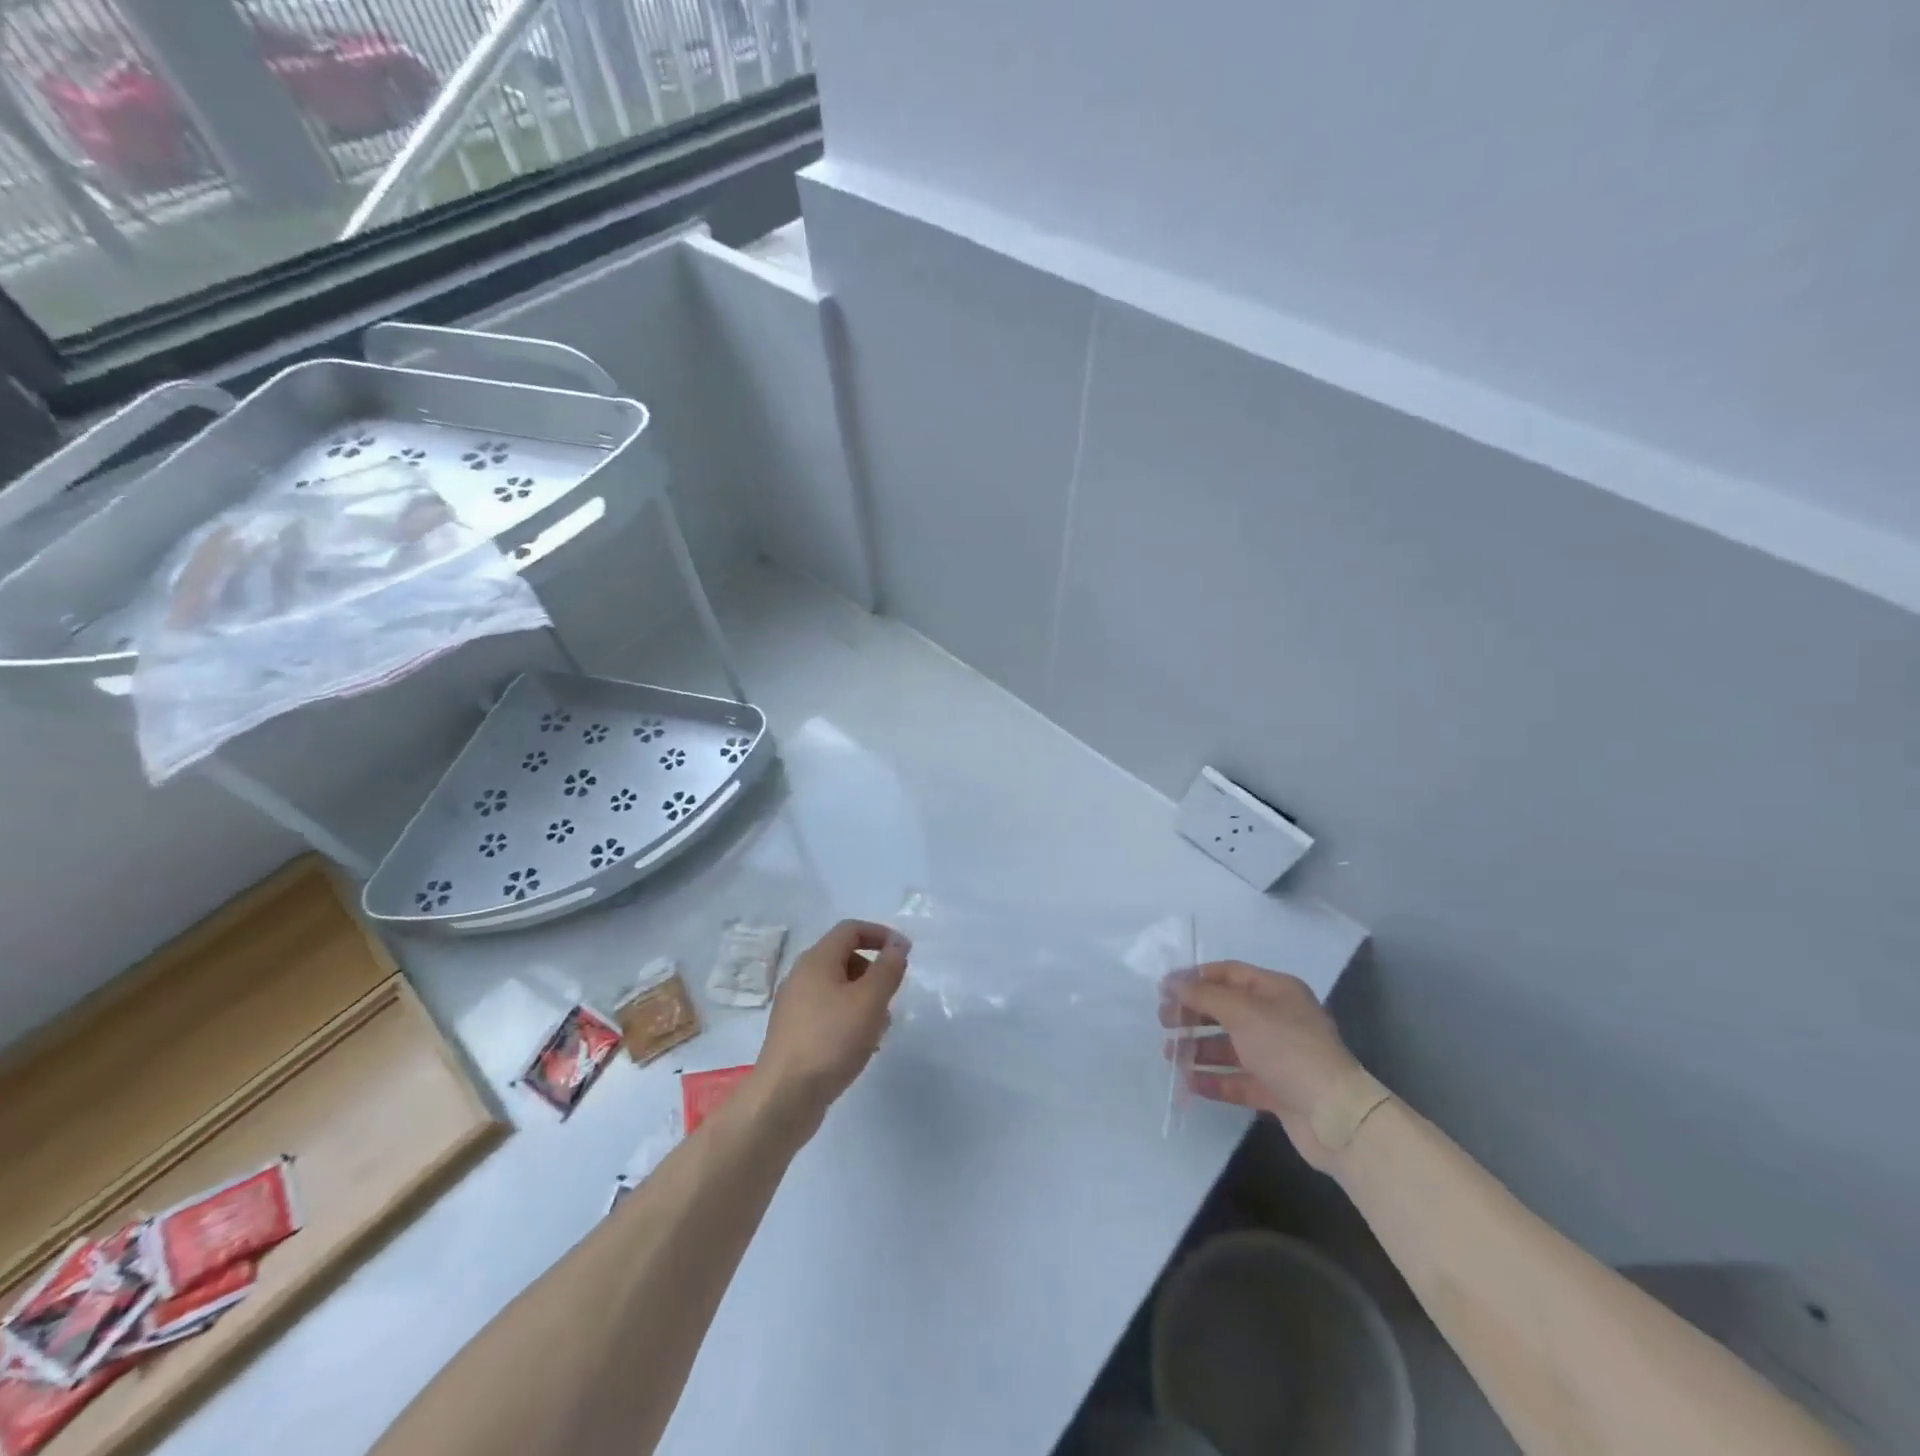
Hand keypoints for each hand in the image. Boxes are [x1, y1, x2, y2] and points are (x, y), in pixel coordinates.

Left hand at [756, 920, 909, 1127]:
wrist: (783, 1098)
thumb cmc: (831, 1041)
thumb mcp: (870, 1001)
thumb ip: (888, 968)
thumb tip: (897, 944)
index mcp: (817, 960)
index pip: (851, 929)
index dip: (880, 934)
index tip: (904, 953)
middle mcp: (801, 976)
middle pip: (844, 957)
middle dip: (873, 972)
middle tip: (891, 997)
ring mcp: (794, 1006)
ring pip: (837, 989)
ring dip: (864, 1000)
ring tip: (879, 1029)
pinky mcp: (793, 1033)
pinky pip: (827, 1013)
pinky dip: (848, 1019)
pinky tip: (859, 1047)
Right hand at [1160, 961, 1365, 1169]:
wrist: (1334, 1116)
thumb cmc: (1287, 1049)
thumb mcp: (1242, 1012)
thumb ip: (1204, 994)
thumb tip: (1172, 981)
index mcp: (1277, 991)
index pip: (1229, 974)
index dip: (1195, 978)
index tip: (1164, 989)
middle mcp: (1278, 1019)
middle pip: (1227, 1009)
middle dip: (1193, 1014)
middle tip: (1163, 1022)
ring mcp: (1278, 1056)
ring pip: (1230, 1046)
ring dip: (1199, 1048)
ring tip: (1169, 1056)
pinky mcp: (1277, 1090)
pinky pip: (1238, 1079)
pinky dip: (1214, 1079)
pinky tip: (1190, 1082)